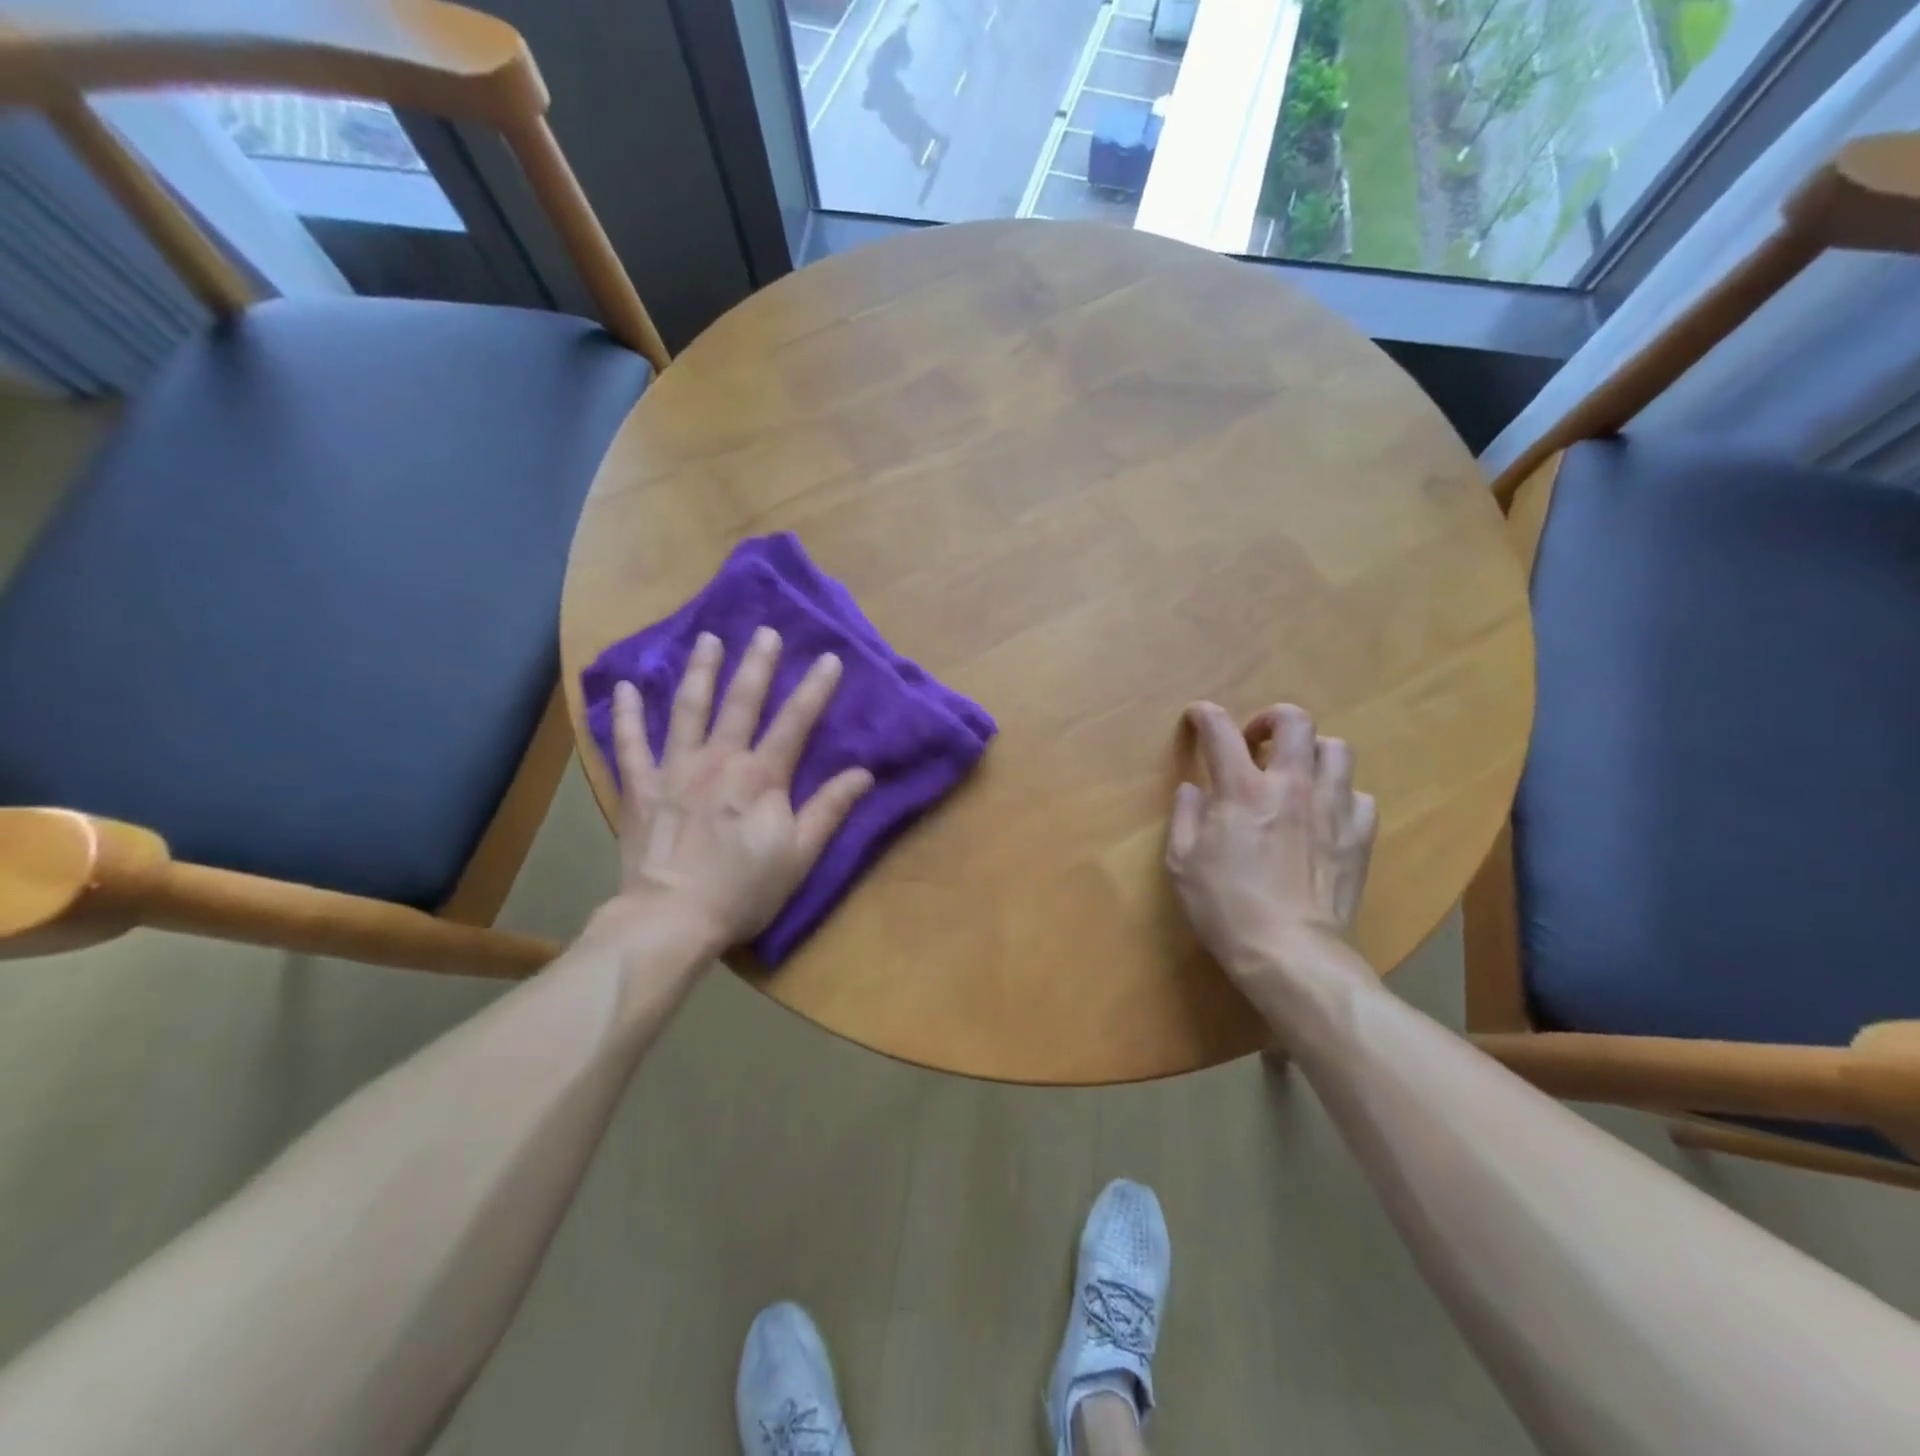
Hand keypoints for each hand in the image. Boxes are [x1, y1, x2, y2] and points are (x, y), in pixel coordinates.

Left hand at [607, 628, 873, 954]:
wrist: (671, 919)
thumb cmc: (743, 890)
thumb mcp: (799, 855)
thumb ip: (829, 809)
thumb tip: (863, 774)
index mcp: (761, 776)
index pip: (795, 722)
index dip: (815, 689)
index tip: (830, 658)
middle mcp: (719, 760)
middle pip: (741, 702)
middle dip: (757, 664)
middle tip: (765, 632)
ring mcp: (674, 769)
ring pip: (688, 709)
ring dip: (700, 672)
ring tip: (708, 640)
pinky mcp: (640, 788)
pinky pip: (629, 744)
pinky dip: (625, 714)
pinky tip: (626, 687)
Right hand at [1166, 702, 1377, 988]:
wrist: (1290, 953)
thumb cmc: (1225, 908)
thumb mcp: (1182, 863)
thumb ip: (1186, 816)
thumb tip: (1193, 789)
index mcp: (1241, 790)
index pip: (1221, 731)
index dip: (1206, 715)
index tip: (1198, 717)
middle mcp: (1291, 786)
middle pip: (1295, 722)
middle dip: (1271, 719)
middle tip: (1256, 743)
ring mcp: (1332, 808)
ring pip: (1336, 749)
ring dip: (1311, 752)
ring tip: (1296, 774)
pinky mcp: (1359, 835)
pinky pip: (1359, 796)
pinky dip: (1340, 795)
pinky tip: (1325, 815)